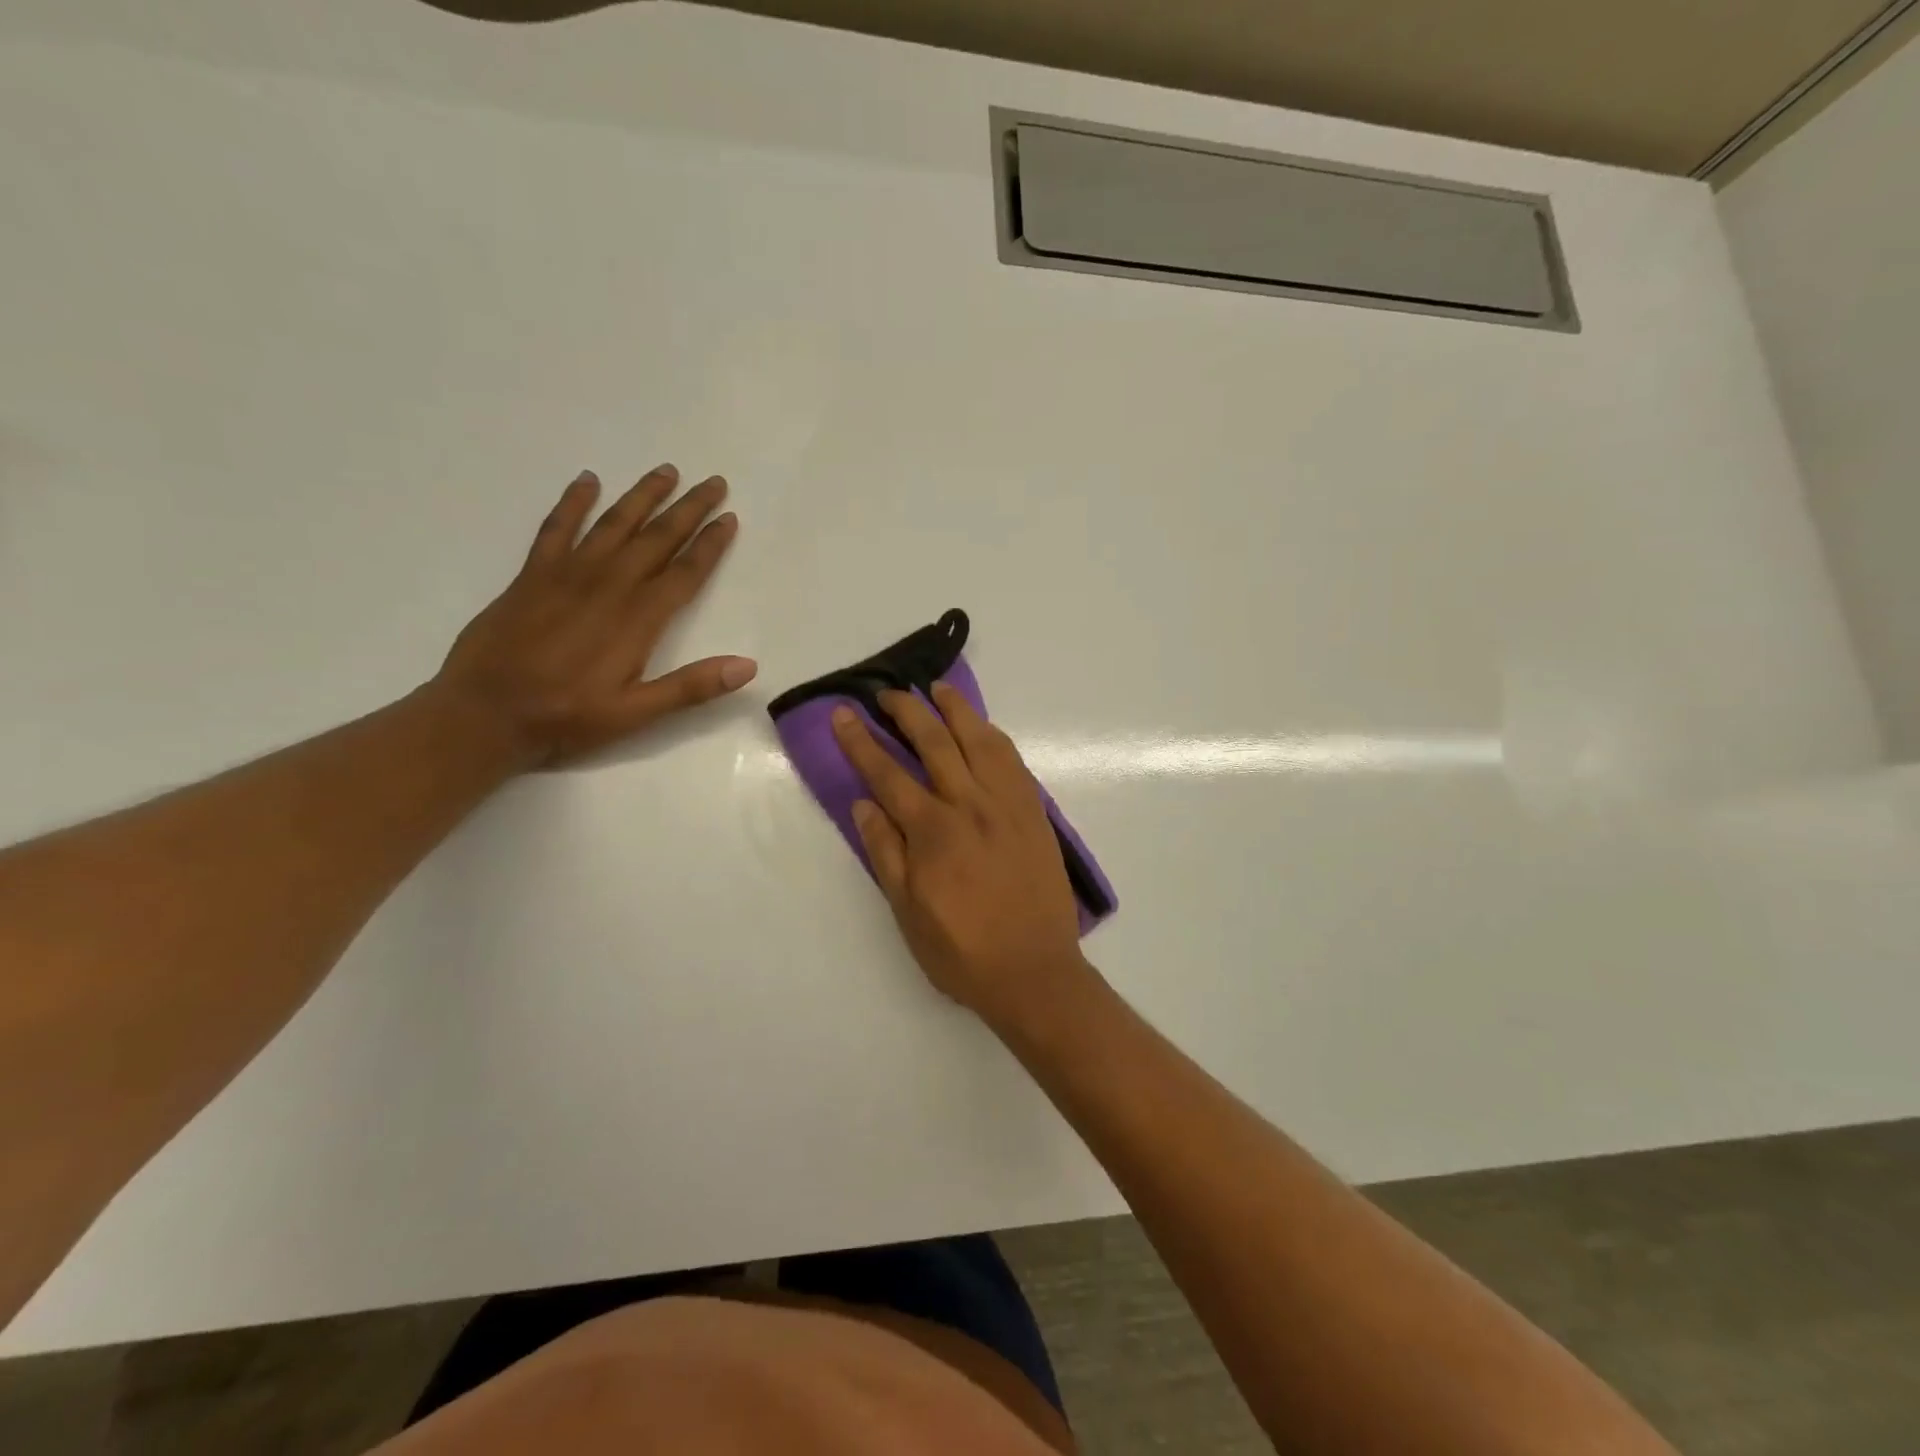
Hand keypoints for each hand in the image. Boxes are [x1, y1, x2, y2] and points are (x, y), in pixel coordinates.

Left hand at [433, 465, 755, 768]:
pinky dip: (573, 502)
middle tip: (714, 482)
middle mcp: (609, 585)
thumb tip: (747, 666)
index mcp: (638, 618)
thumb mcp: (636, 714)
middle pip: (656, 537)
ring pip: (614, 523)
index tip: (730, 518)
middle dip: (688, 508)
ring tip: (667, 471)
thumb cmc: (566, 717)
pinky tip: (587, 480)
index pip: (685, 572)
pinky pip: (557, 528)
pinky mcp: (533, 575)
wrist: (484, 713)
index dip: (710, 544)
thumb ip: (691, 687)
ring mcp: (568, 574)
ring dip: (642, 496)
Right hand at [832, 683, 1089, 1028]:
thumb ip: (885, 852)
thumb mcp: (907, 912)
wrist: (1035, 971)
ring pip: (979, 739)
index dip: (862, 741)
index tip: (845, 713)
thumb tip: (864, 803)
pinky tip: (982, 728)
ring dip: (955, 709)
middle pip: (934, 742)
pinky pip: (1012, 760)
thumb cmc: (963, 951)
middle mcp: (971, 805)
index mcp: (933, 831)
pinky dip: (993, 735)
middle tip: (887, 694)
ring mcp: (1008, 804)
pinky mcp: (1034, 811)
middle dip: (906, 711)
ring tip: (936, 689)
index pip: (888, 774)